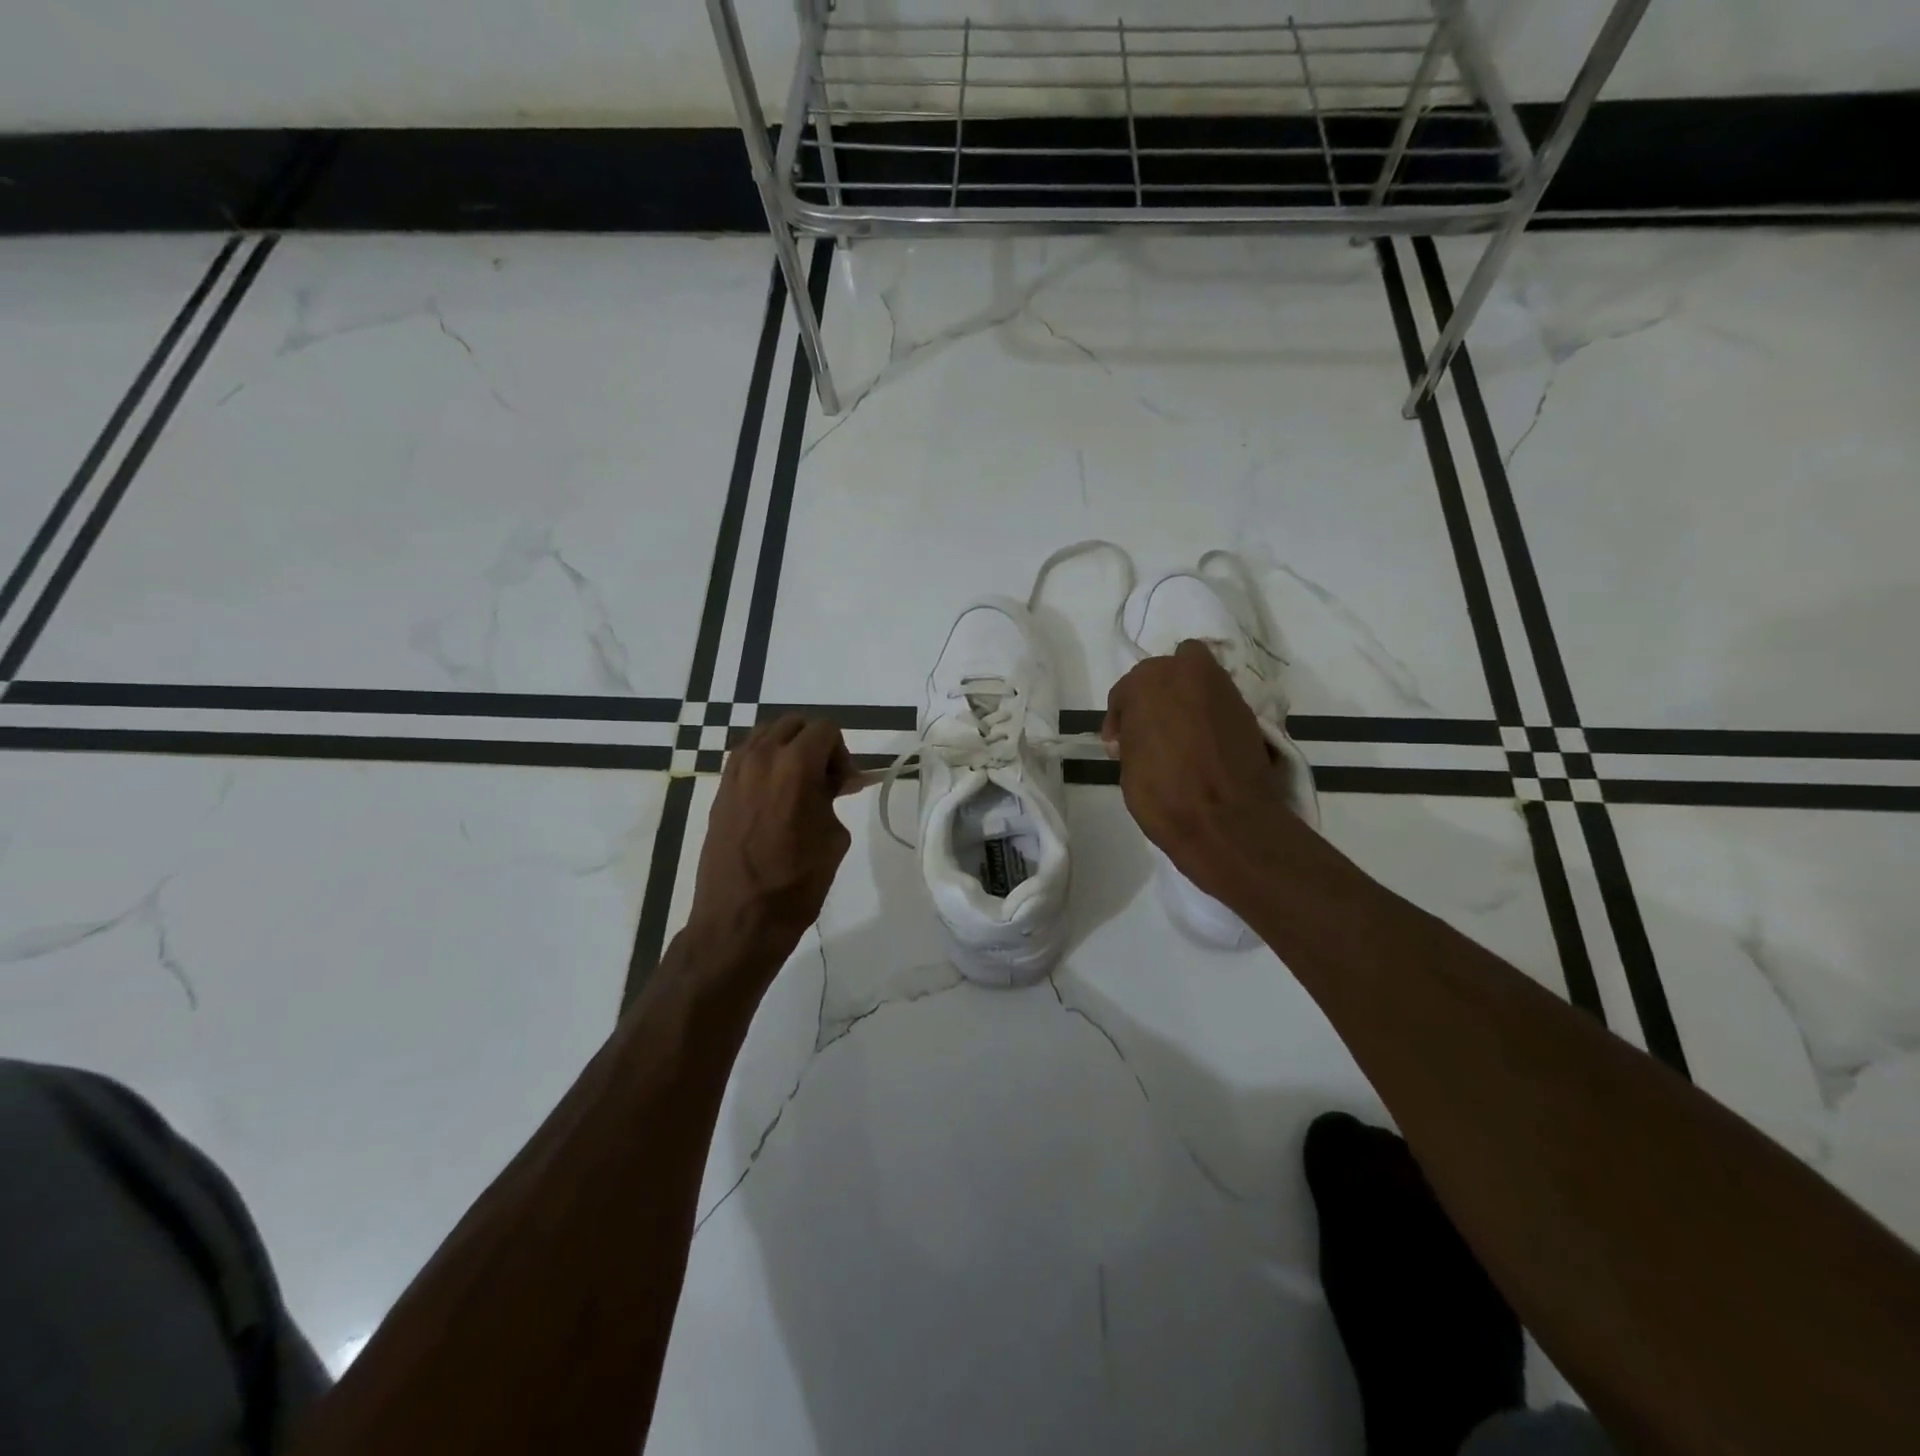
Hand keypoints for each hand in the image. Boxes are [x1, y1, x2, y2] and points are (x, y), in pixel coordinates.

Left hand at [685, 715, 856, 971]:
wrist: (740, 919)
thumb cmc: (796, 882)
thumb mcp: (833, 837)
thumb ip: (835, 797)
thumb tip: (839, 782)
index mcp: (794, 764)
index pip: (825, 729)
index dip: (842, 753)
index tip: (843, 786)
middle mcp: (761, 757)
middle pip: (794, 723)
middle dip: (816, 744)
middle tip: (826, 782)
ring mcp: (735, 772)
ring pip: (767, 735)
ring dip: (788, 749)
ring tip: (799, 787)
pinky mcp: (720, 790)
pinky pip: (747, 756)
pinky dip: (766, 763)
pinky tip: (775, 796)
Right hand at [1103, 640, 1292, 900]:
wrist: (1225, 820)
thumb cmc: (1163, 794)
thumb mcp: (1128, 763)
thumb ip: (1132, 736)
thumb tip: (1140, 735)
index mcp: (1147, 681)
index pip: (1125, 692)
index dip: (1120, 720)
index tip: (1120, 746)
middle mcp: (1186, 671)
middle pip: (1163, 675)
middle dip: (1155, 700)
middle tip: (1151, 735)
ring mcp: (1222, 687)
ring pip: (1195, 680)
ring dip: (1185, 699)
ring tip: (1180, 737)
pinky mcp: (1247, 708)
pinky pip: (1217, 702)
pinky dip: (1208, 714)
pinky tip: (1203, 743)